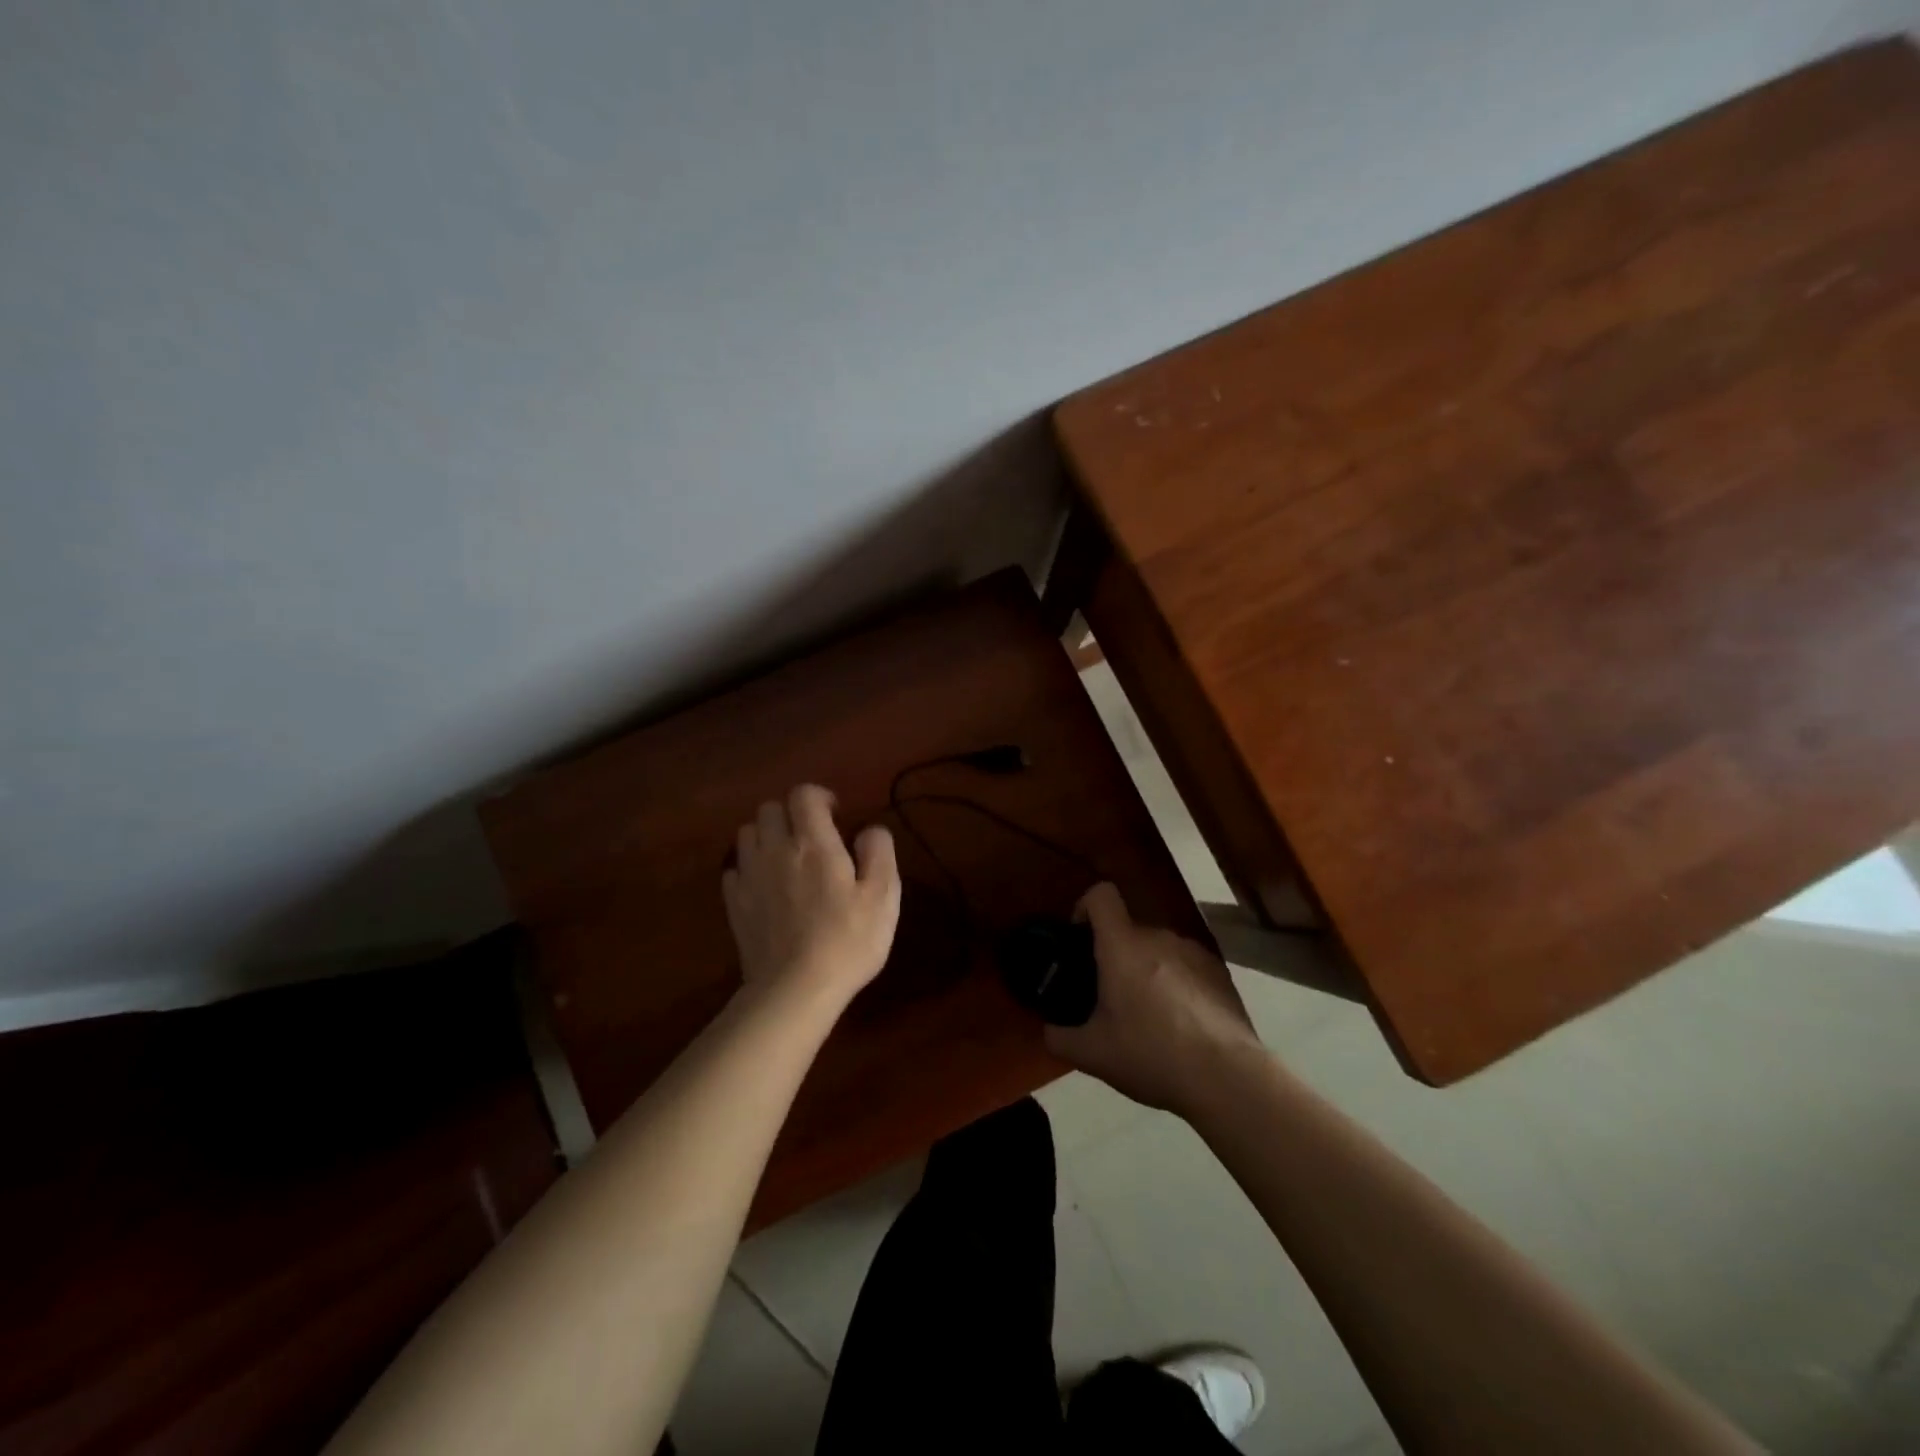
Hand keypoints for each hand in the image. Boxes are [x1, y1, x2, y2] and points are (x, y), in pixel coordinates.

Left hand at [722, 784, 900, 1004]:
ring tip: (786, 858)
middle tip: (812, 837)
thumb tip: (869, 830)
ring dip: (766, 836)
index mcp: (814, 843)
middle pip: (770, 808)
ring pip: (747, 833)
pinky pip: (734, 868)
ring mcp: (749, 876)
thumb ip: (879, 852)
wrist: (794, 990)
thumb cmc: (847, 940)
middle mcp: (776, 849)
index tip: (836, 815)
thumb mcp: (882, 896)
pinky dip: (749, 867)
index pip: (804, 794)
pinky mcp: (734, 903)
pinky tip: (765, 886)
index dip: (820, 797)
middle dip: (791, 814)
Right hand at [1045, 882, 1262, 1115]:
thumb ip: (1060, 1037)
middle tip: (1110, 997)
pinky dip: (1177, 984)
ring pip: (1159, 950)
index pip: (1101, 895)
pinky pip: (1187, 966)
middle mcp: (1160, 937)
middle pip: (1129, 930)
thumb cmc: (1150, 1054)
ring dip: (1148, 970)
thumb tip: (1049, 1030)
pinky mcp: (1221, 972)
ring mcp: (1194, 952)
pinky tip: (1181, 1024)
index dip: (1085, 906)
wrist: (1226, 1077)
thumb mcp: (1093, 1054)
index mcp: (1123, 945)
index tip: (1080, 937)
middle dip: (1116, 956)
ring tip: (1149, 1015)